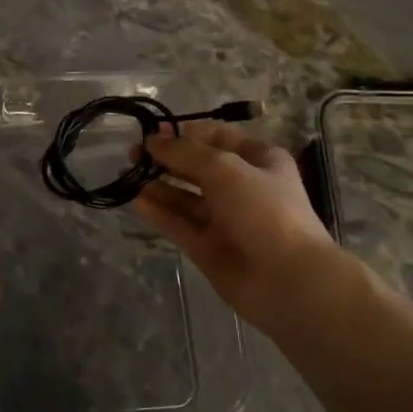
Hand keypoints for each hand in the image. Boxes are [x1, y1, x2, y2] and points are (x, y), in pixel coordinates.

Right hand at [133, 123, 359, 333]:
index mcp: (259, 160)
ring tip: (127, 176)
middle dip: (166, 158)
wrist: (286, 279)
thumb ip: (185, 152)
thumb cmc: (263, 210)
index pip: (217, 137)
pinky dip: (159, 212)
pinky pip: (179, 224)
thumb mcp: (225, 168)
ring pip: (185, 197)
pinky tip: (135, 201)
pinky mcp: (208, 247)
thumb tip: (152, 141)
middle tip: (132, 155)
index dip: (184, 132)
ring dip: (158, 185)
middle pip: (197, 167)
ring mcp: (224, 219)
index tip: (151, 132)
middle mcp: (241, 186)